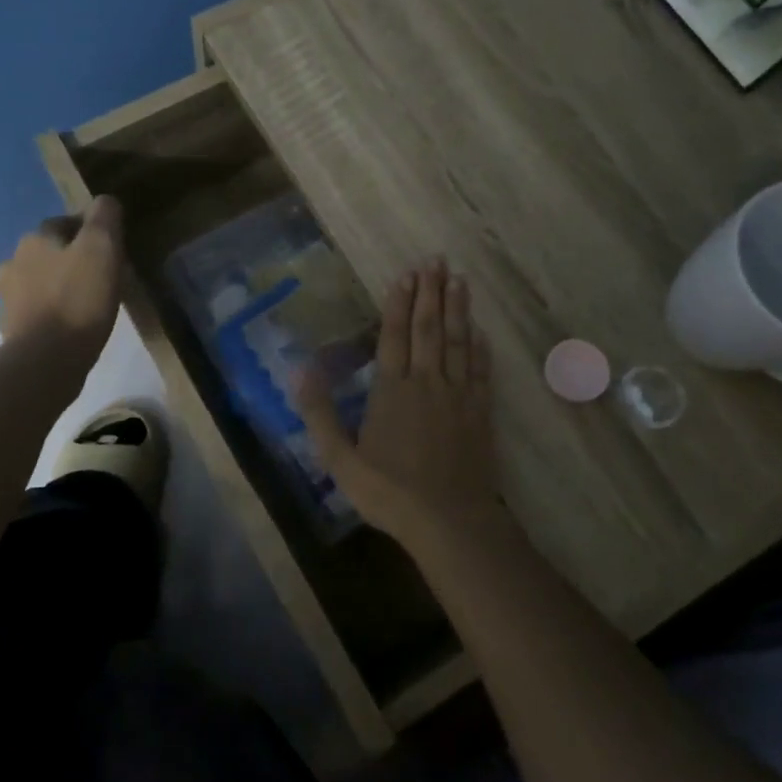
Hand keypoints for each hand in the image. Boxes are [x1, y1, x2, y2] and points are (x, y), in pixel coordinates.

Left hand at [0, 196, 124, 369]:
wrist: (46, 360)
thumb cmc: (78, 300)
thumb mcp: (102, 249)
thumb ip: (105, 218)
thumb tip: (105, 201)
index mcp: (36, 238)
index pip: (66, 223)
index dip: (91, 234)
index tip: (112, 252)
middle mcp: (14, 260)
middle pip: (51, 252)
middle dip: (73, 260)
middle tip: (102, 278)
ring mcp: (8, 296)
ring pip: (41, 280)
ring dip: (60, 285)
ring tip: (87, 303)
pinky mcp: (12, 327)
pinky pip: (37, 309)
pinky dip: (52, 311)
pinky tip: (70, 324)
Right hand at [297, 259, 496, 542]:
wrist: (448, 520)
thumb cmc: (389, 492)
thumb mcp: (339, 459)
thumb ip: (320, 413)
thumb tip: (301, 370)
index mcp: (392, 391)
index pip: (394, 337)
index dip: (400, 304)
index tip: (407, 274)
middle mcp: (426, 383)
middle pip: (429, 329)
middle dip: (431, 293)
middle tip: (437, 261)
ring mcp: (458, 396)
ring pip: (457, 343)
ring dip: (458, 310)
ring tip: (459, 280)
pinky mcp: (480, 413)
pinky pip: (481, 371)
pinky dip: (480, 348)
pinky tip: (480, 331)